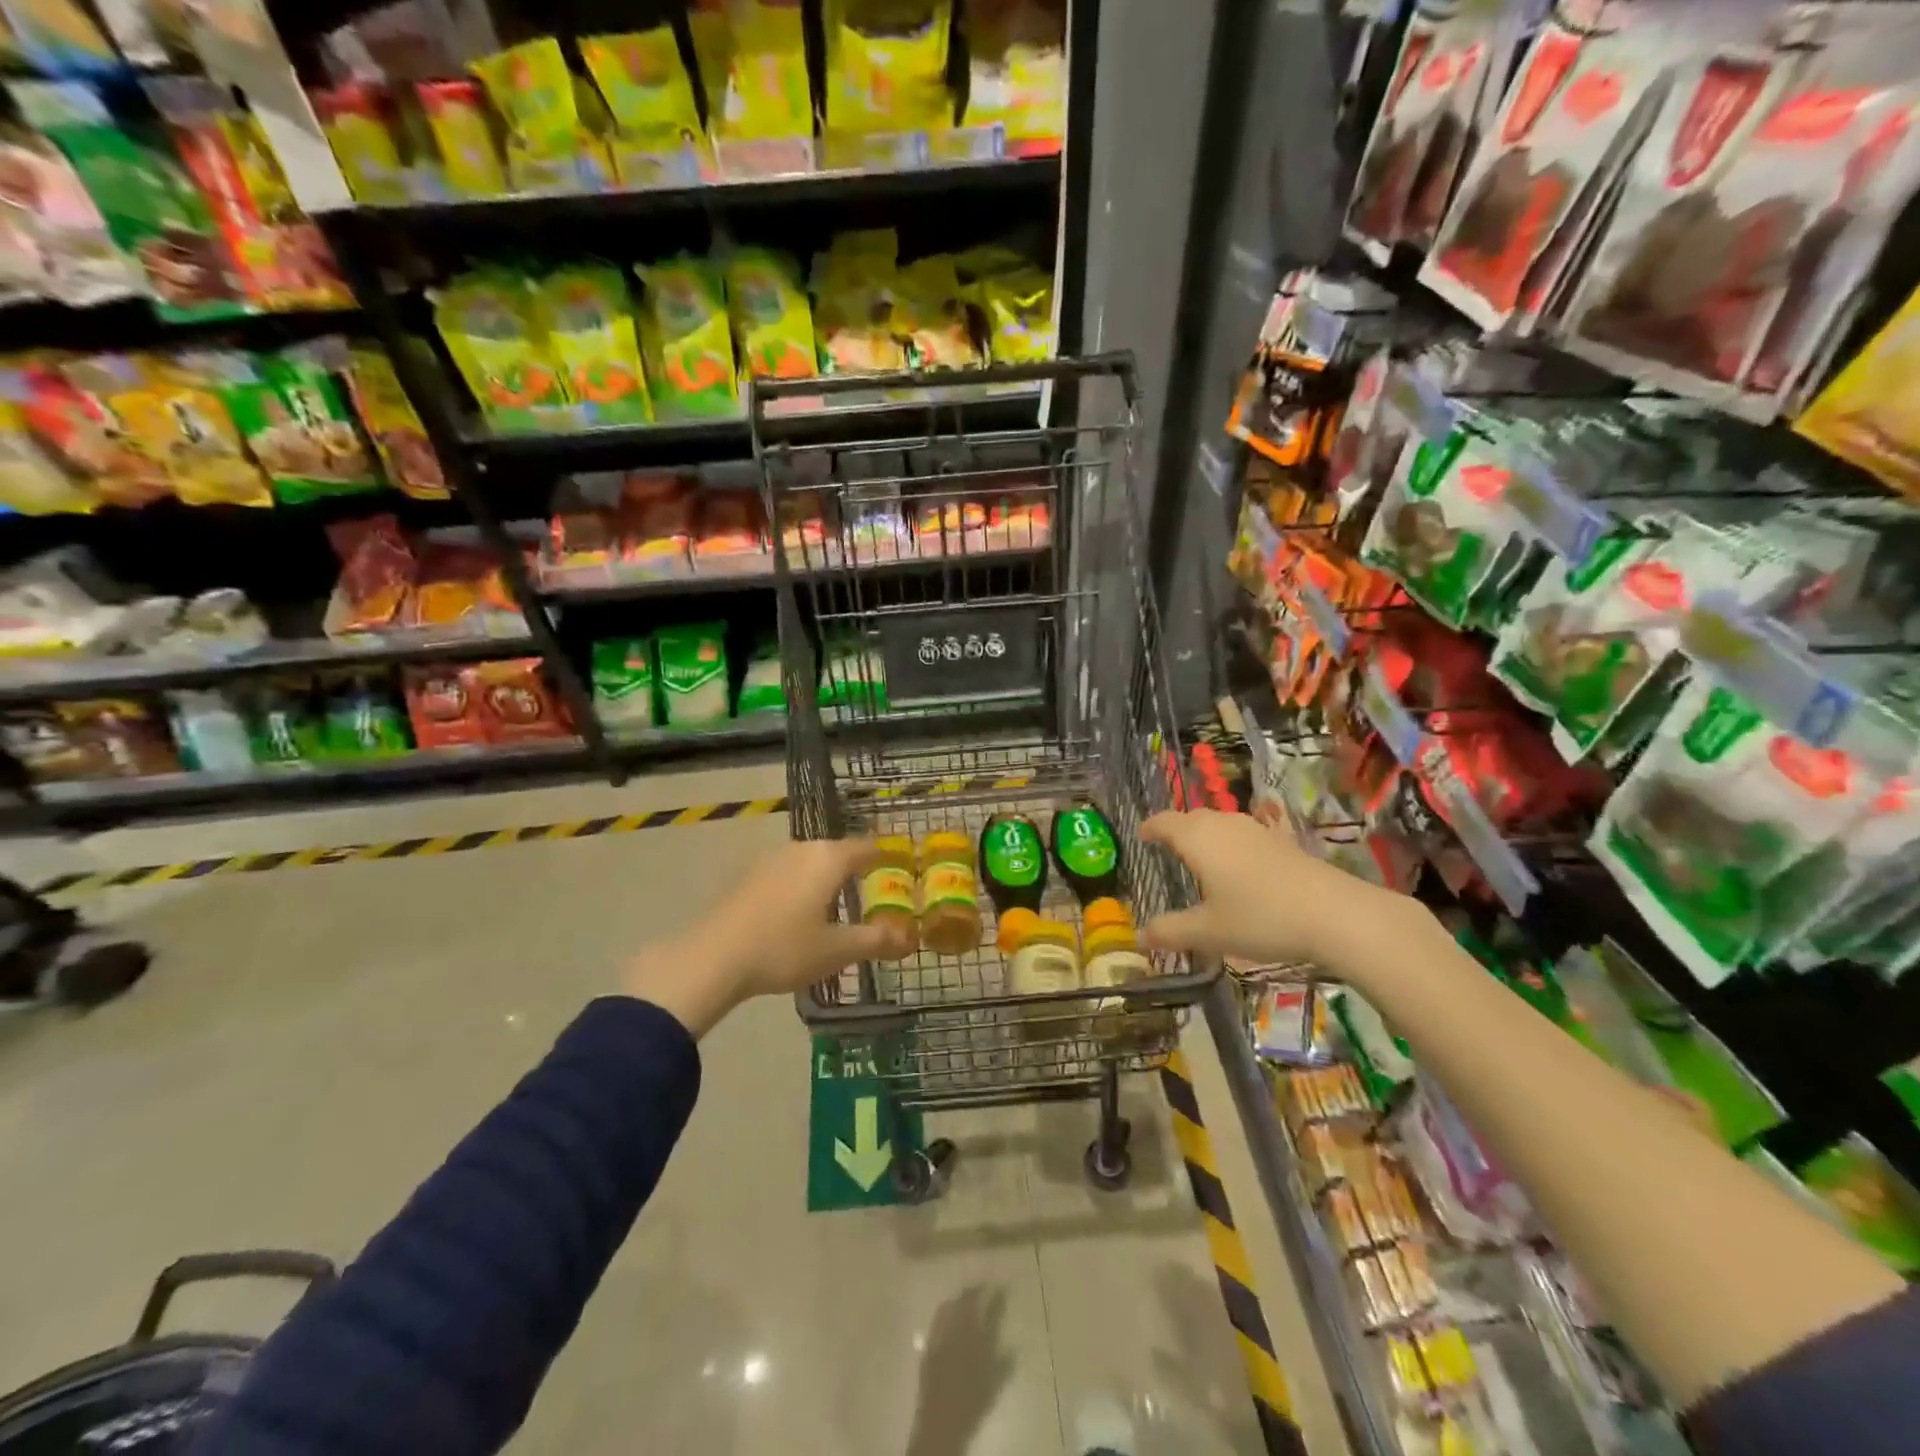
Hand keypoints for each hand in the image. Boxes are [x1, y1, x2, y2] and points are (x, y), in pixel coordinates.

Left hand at [624, 838, 912, 1035]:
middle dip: (855, 868)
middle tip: (871, 889)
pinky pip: (786, 873)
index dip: (886, 855)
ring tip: (836, 902)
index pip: (867, 847)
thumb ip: (875, 940)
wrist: (713, 957)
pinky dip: (800, 885)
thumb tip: (909, 938)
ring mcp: (770, 859)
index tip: (900, 864)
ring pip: (809, 861)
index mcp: (828, 859)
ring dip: (825, 877)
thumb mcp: (837, 950)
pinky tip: (797, 911)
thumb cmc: (784, 948)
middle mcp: (801, 848)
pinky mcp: (747, 875)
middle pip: (837, 852)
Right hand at [1138, 807, 1410, 969]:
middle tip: (1166, 850)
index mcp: (1198, 838)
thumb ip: (1171, 931)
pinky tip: (1240, 870)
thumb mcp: (1208, 931)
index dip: (1150, 828)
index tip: (1140, 836)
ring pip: (1220, 824)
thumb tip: (1139, 937)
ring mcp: (1256, 830)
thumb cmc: (1260, 917)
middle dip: (1176, 830)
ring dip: (1206, 836)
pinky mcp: (1282, 842)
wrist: (1334, 914)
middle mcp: (1224, 825)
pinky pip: (1244, 836)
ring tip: (1200, 859)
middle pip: (1192, 818)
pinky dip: (1231, 846)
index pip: (1164, 822)